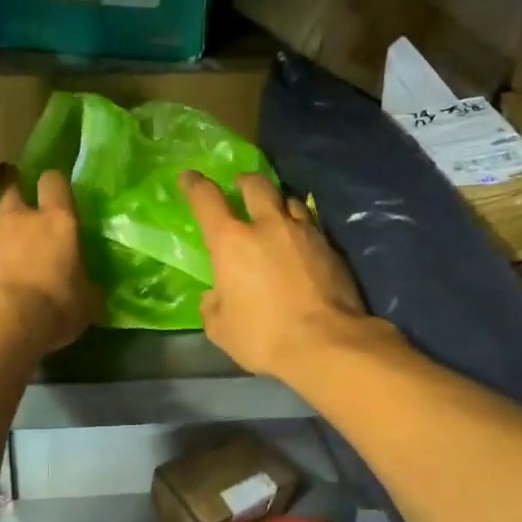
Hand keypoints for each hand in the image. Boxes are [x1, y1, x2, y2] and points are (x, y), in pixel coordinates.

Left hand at [0, 169, 99, 353]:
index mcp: (58, 221)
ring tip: (4, 253)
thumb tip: (90, 290)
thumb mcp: (86, 304)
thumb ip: (86, 288)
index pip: (54, 183)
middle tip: (25, 219)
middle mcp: (21, 218)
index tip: (56, 193)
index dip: (54, 185)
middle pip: (14, 191)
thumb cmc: (54, 306)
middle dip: (18, 200)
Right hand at [179, 171, 370, 379]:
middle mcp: (268, 226)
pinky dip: (301, 229)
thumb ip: (213, 305)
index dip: (195, 185)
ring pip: (290, 201)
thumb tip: (216, 295)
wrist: (326, 344)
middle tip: (241, 187)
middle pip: (257, 186)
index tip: (189, 177)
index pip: (207, 200)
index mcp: (232, 242)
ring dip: (278, 202)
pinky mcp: (331, 248)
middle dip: (245, 182)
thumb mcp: (221, 329)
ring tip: (276, 214)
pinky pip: (312, 226)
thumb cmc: (263, 336)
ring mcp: (305, 233)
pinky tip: (301, 245)